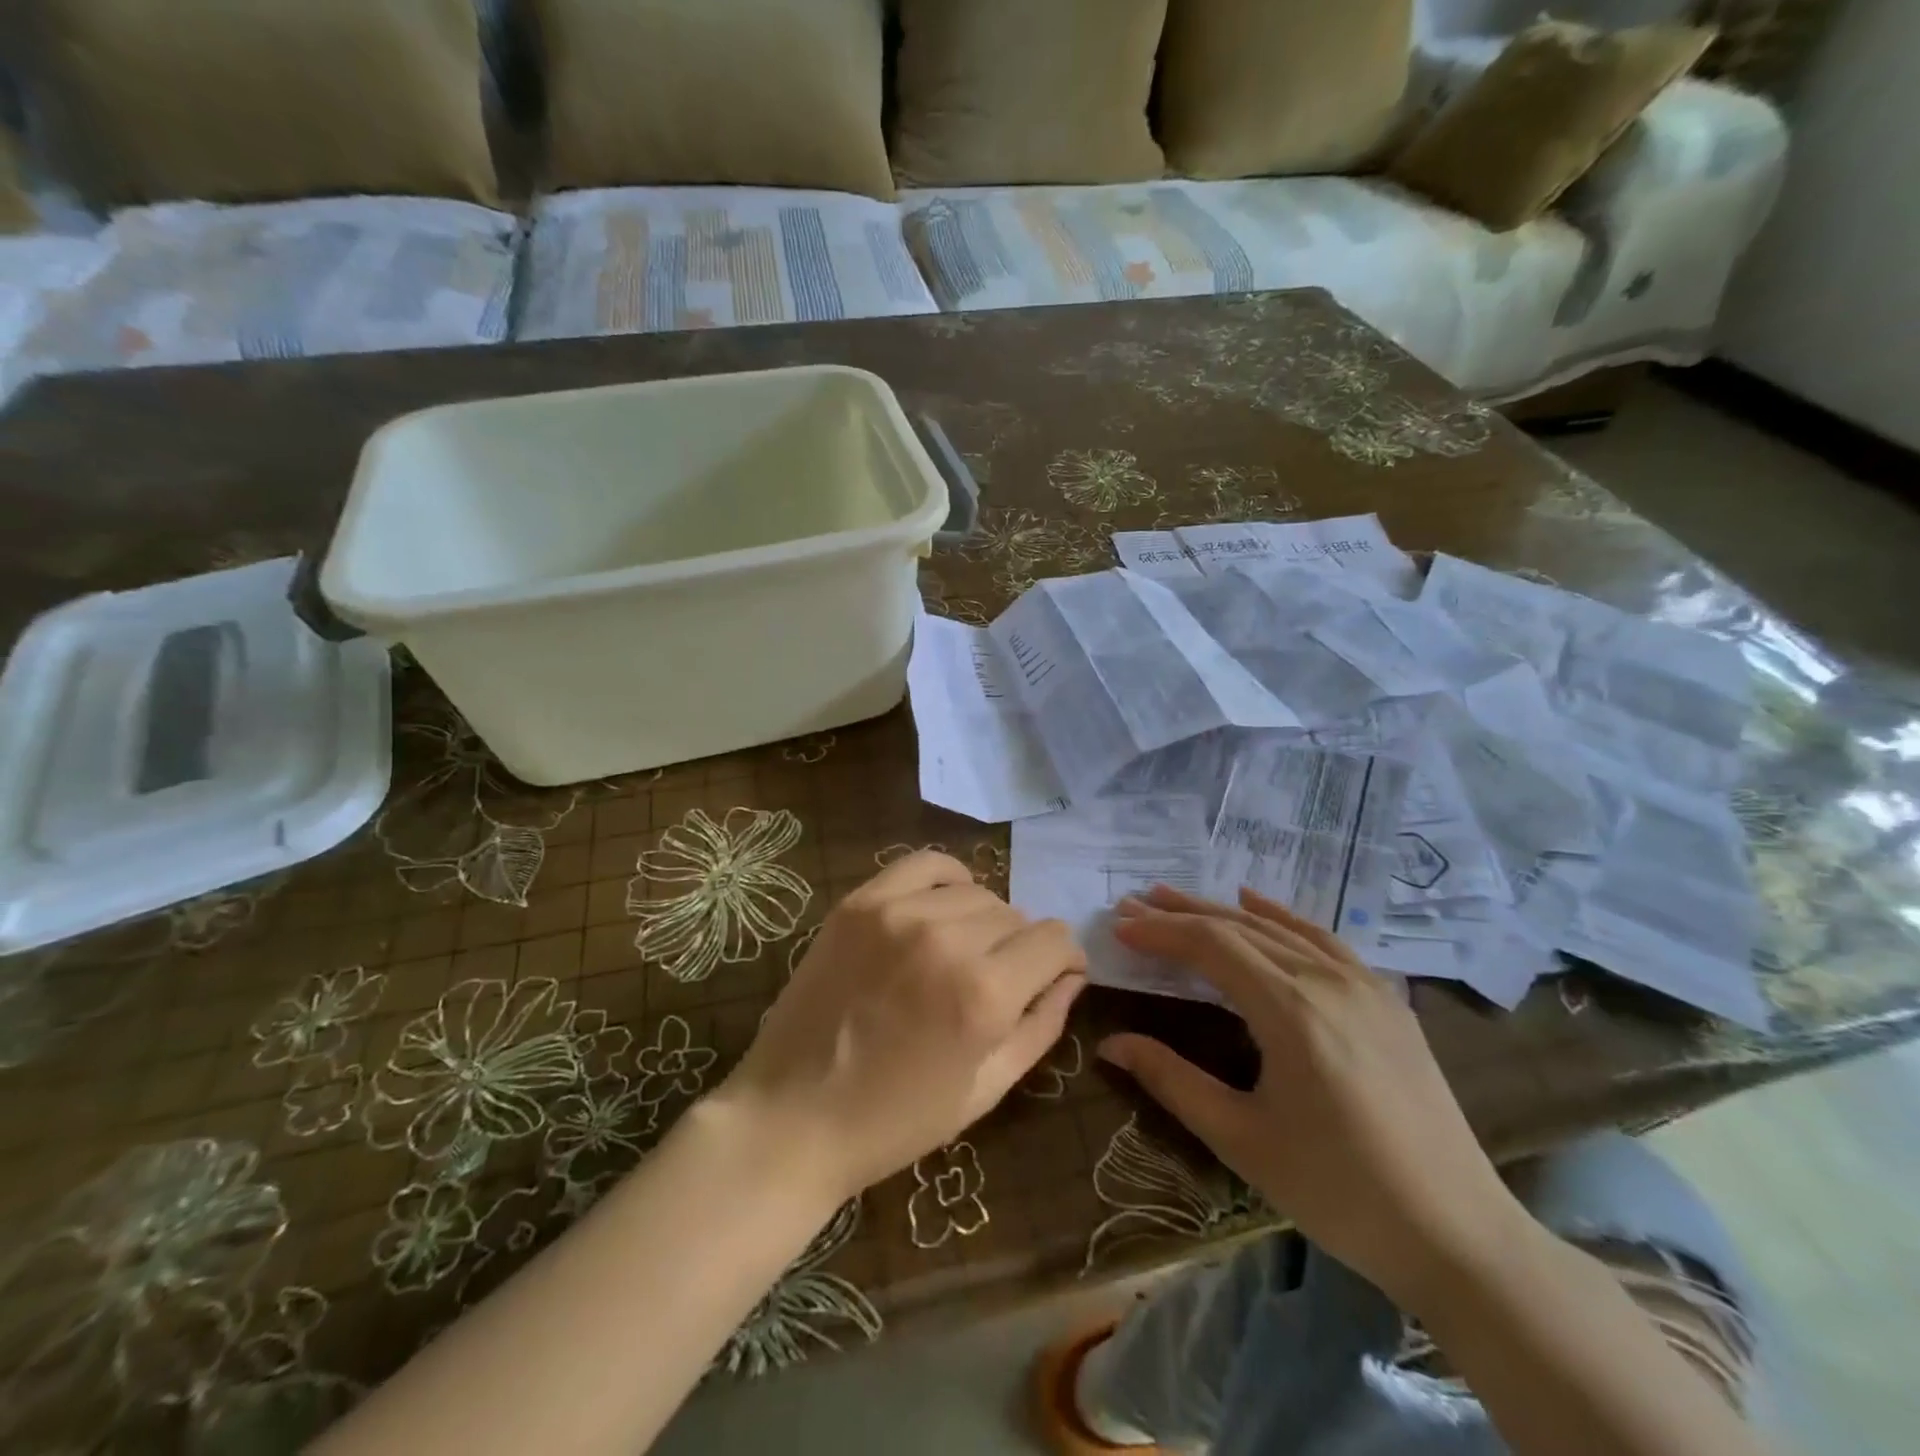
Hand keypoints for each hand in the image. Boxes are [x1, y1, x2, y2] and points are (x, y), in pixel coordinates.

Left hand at [712, 851, 1085, 1202]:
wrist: (793, 1115)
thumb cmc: (896, 1120)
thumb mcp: (987, 1090)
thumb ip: (1041, 1025)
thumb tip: (1072, 976)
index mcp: (985, 996)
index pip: (1055, 940)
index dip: (1063, 960)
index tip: (1053, 976)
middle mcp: (948, 941)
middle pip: (1016, 916)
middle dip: (1019, 949)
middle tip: (994, 981)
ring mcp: (899, 913)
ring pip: (976, 892)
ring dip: (982, 921)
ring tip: (960, 952)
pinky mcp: (861, 902)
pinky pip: (925, 864)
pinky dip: (946, 880)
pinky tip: (940, 907)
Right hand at [1101, 885, 1524, 1311]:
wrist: (1458, 1234)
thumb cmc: (1339, 1191)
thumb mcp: (1241, 1139)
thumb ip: (1171, 1080)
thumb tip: (1110, 1043)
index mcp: (1291, 1010)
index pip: (1211, 946)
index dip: (1161, 932)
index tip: (1119, 926)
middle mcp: (1327, 980)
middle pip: (1240, 928)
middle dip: (1181, 913)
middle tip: (1133, 902)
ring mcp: (1364, 984)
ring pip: (1278, 928)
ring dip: (1221, 910)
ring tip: (1176, 899)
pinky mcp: (1386, 999)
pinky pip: (1322, 939)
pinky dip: (1280, 916)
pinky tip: (1255, 904)